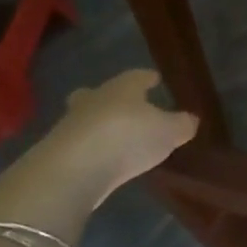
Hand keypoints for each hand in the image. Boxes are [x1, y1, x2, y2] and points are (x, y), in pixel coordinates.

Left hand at [47, 69, 198, 203]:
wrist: (72, 170)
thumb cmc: (128, 138)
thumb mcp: (169, 132)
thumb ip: (182, 125)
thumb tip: (190, 120)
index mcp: (123, 87)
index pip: (138, 76)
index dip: (148, 78)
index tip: (155, 79)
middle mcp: (95, 99)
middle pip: (101, 93)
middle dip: (112, 98)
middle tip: (125, 106)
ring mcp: (70, 125)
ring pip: (86, 118)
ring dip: (99, 125)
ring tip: (116, 139)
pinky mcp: (56, 152)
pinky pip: (78, 144)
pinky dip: (90, 149)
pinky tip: (101, 160)